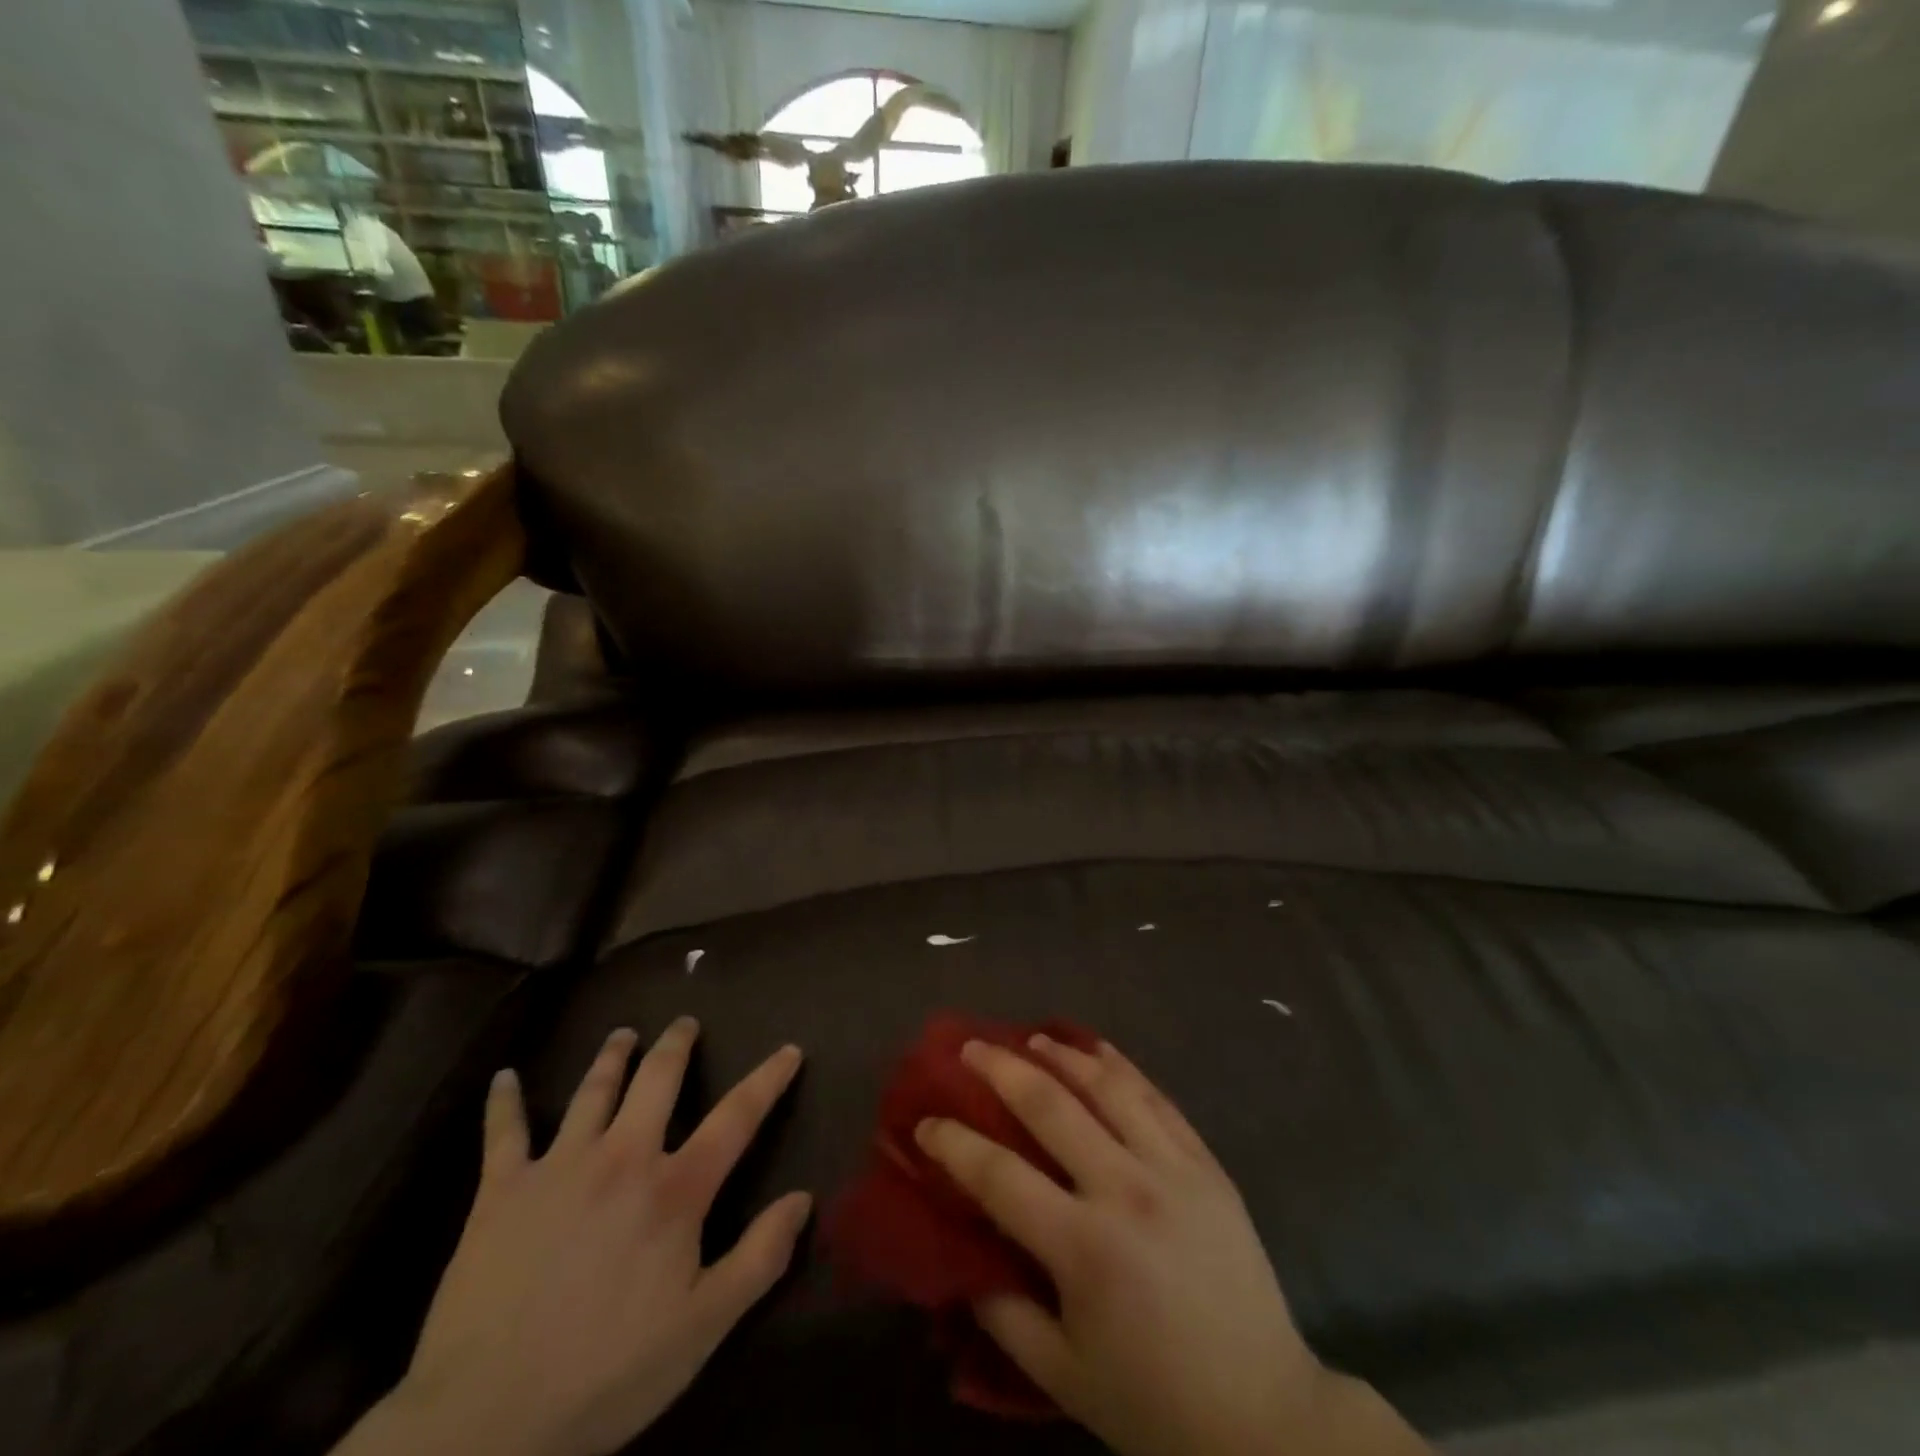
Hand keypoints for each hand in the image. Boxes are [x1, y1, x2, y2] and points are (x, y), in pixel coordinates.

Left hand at [341, 1019, 809, 1455]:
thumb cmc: (606, 1373)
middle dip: (676, 1045)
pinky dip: (503, 1102)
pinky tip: (503, 1078)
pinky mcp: (501, 1191)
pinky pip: (503, 1133)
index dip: (768, 1079)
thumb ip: (759, 1258)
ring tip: (623, 1034)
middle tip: (685, 1023)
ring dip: (612, 1056)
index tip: (790, 1049)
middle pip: (657, 1080)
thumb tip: (803, 1199)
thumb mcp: (703, 1328)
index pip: (736, 1117)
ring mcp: (558, 1167)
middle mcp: (622, 1157)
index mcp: (674, 1189)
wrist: (484, 1421)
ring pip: (592, 1091)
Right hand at [916, 1036, 1428, 1455]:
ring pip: (1106, 1087)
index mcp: (1084, 1248)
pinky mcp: (1206, 1163)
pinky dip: (1121, 1067)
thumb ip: (1002, 1312)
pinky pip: (1157, 1098)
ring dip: (1061, 1055)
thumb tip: (960, 1255)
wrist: (1266, 1417)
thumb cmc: (1154, 1402)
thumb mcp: (1063, 1376)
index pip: (999, 1176)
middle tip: (969, 1046)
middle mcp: (1125, 1190)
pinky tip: (1097, 1050)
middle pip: (1050, 1107)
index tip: (924, 1122)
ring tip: (1030, 1036)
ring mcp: (1172, 1168)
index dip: (953, 1144)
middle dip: (1001, 1069)